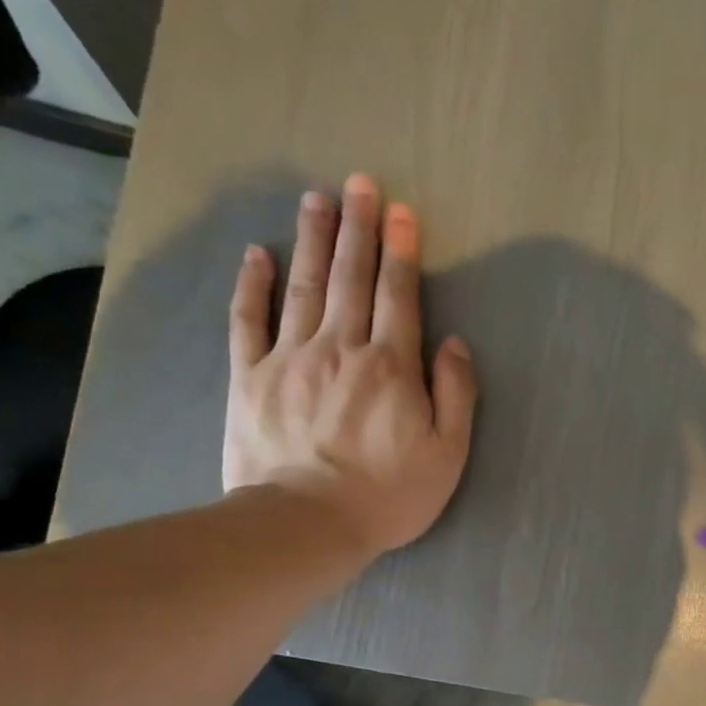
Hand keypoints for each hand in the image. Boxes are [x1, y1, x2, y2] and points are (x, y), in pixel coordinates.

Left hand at [223, 176, 477, 559]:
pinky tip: (257, 253)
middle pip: (351, 277)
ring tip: (318, 199)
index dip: (402, 251)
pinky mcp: (251, 376)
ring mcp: (291, 357)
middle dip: (358, 228)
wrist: (307, 523)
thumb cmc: (388, 495)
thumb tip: (454, 343)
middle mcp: (341, 347)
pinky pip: (249, 319)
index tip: (401, 211)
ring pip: (303, 285)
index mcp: (391, 366)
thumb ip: (456, 395)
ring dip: (312, 239)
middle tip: (360, 183)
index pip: (399, 295)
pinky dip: (253, 284)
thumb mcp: (447, 454)